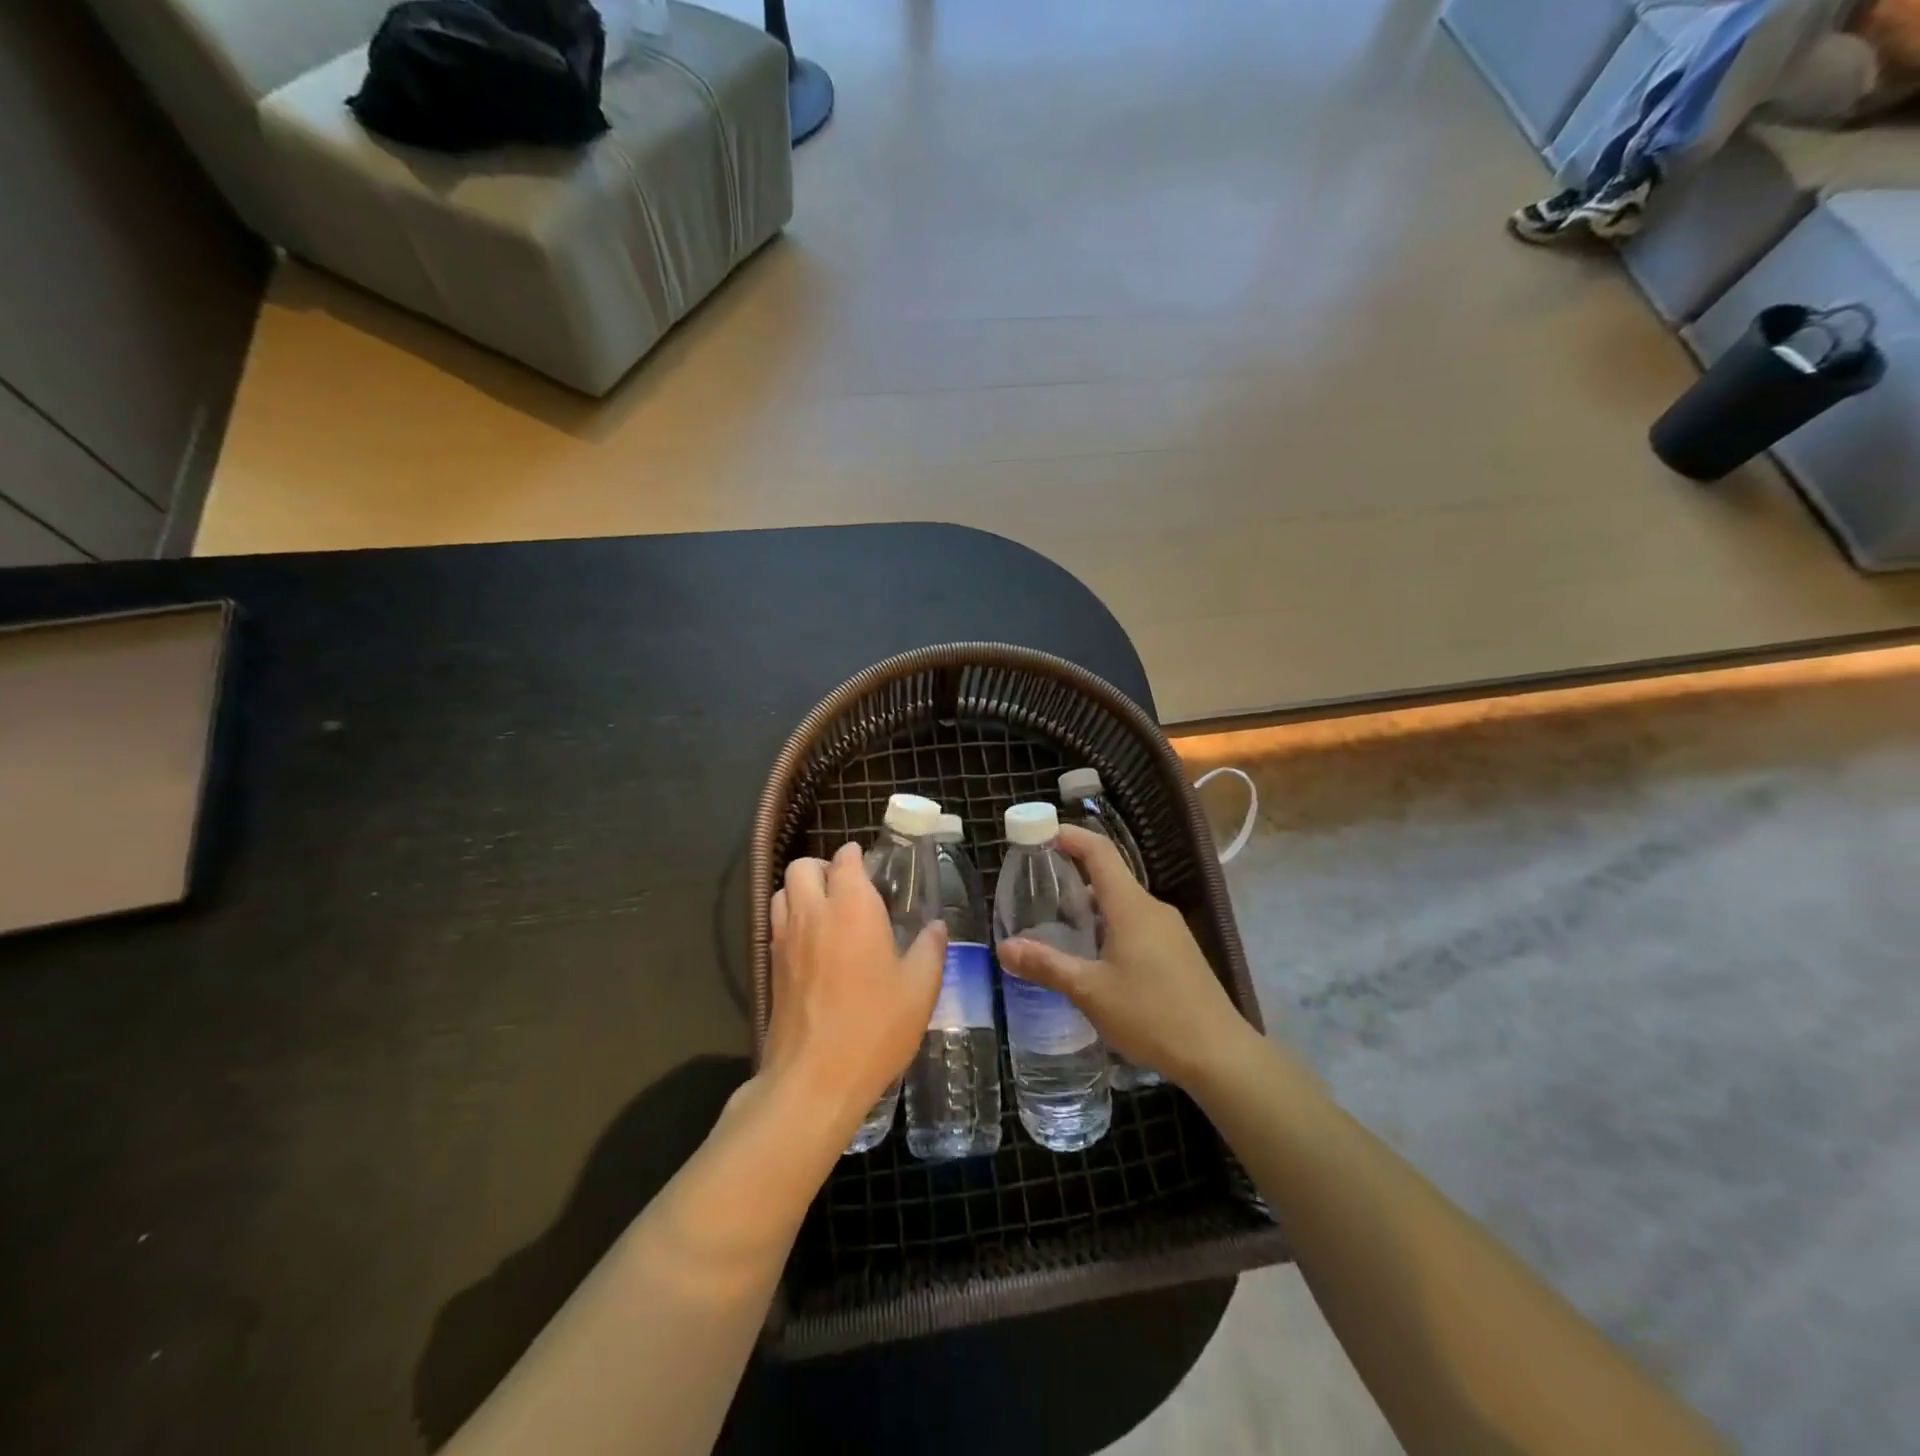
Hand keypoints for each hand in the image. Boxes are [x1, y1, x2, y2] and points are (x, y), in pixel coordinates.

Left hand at [763, 843, 944, 1144]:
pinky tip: (813, 946)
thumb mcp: (919, 989)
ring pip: (782, 892)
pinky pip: (775, 924)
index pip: (845, 860)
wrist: (814, 1079)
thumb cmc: (874, 1027)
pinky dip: (791, 919)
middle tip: (846, 887)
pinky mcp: (771, 967)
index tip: (870, 865)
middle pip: (802, 866)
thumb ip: (930, 949)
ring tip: (826, 911)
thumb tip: (936, 926)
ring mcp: (785, 940)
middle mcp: (813, 913)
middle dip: (822, 867)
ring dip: (801, 890)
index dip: (856, 856)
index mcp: (852, 907)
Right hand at [997, 825, 1252, 1088]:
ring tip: (1060, 929)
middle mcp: (1152, 908)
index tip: (1040, 833)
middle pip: (1109, 877)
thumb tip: (1004, 948)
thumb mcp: (1090, 991)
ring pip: (1123, 904)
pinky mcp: (1179, 952)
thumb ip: (1046, 965)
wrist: (1219, 1055)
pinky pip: (1137, 924)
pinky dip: (1110, 927)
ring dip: (1091, 908)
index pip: (1099, 851)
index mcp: (1131, 906)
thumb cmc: (1151, 1015)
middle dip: (1073, 876)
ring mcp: (1170, 930)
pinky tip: (1096, 959)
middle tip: (1038, 892)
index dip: (1070, 836)